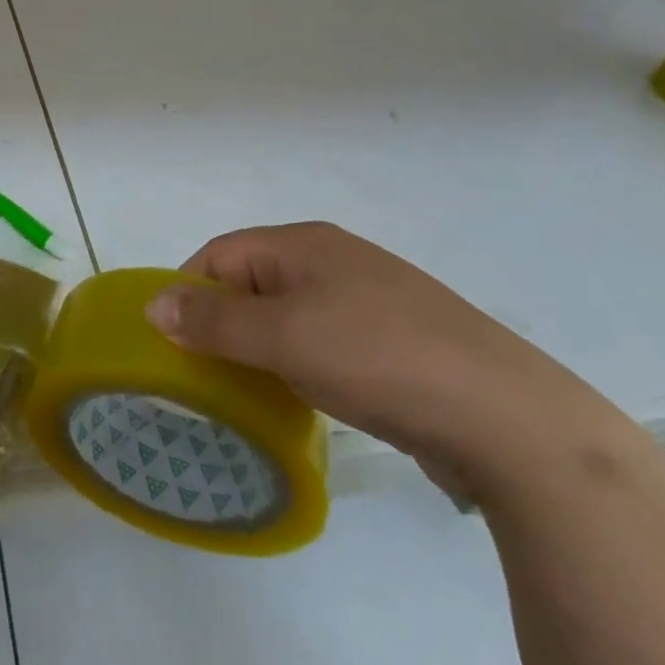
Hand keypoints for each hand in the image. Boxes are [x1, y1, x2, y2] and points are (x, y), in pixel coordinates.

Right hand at [147, 222, 618, 495]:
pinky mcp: (397, 341)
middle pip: (253, 281)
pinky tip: (308, 398)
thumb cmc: (379, 360)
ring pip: (290, 314)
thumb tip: (154, 303)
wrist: (510, 421)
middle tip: (207, 373)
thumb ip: (214, 322)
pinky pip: (326, 341)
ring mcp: (371, 299)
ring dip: (263, 347)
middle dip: (224, 323)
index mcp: (304, 244)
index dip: (190, 292)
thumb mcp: (283, 338)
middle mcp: (334, 260)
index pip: (221, 254)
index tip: (174, 343)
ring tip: (252, 391)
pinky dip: (302, 364)